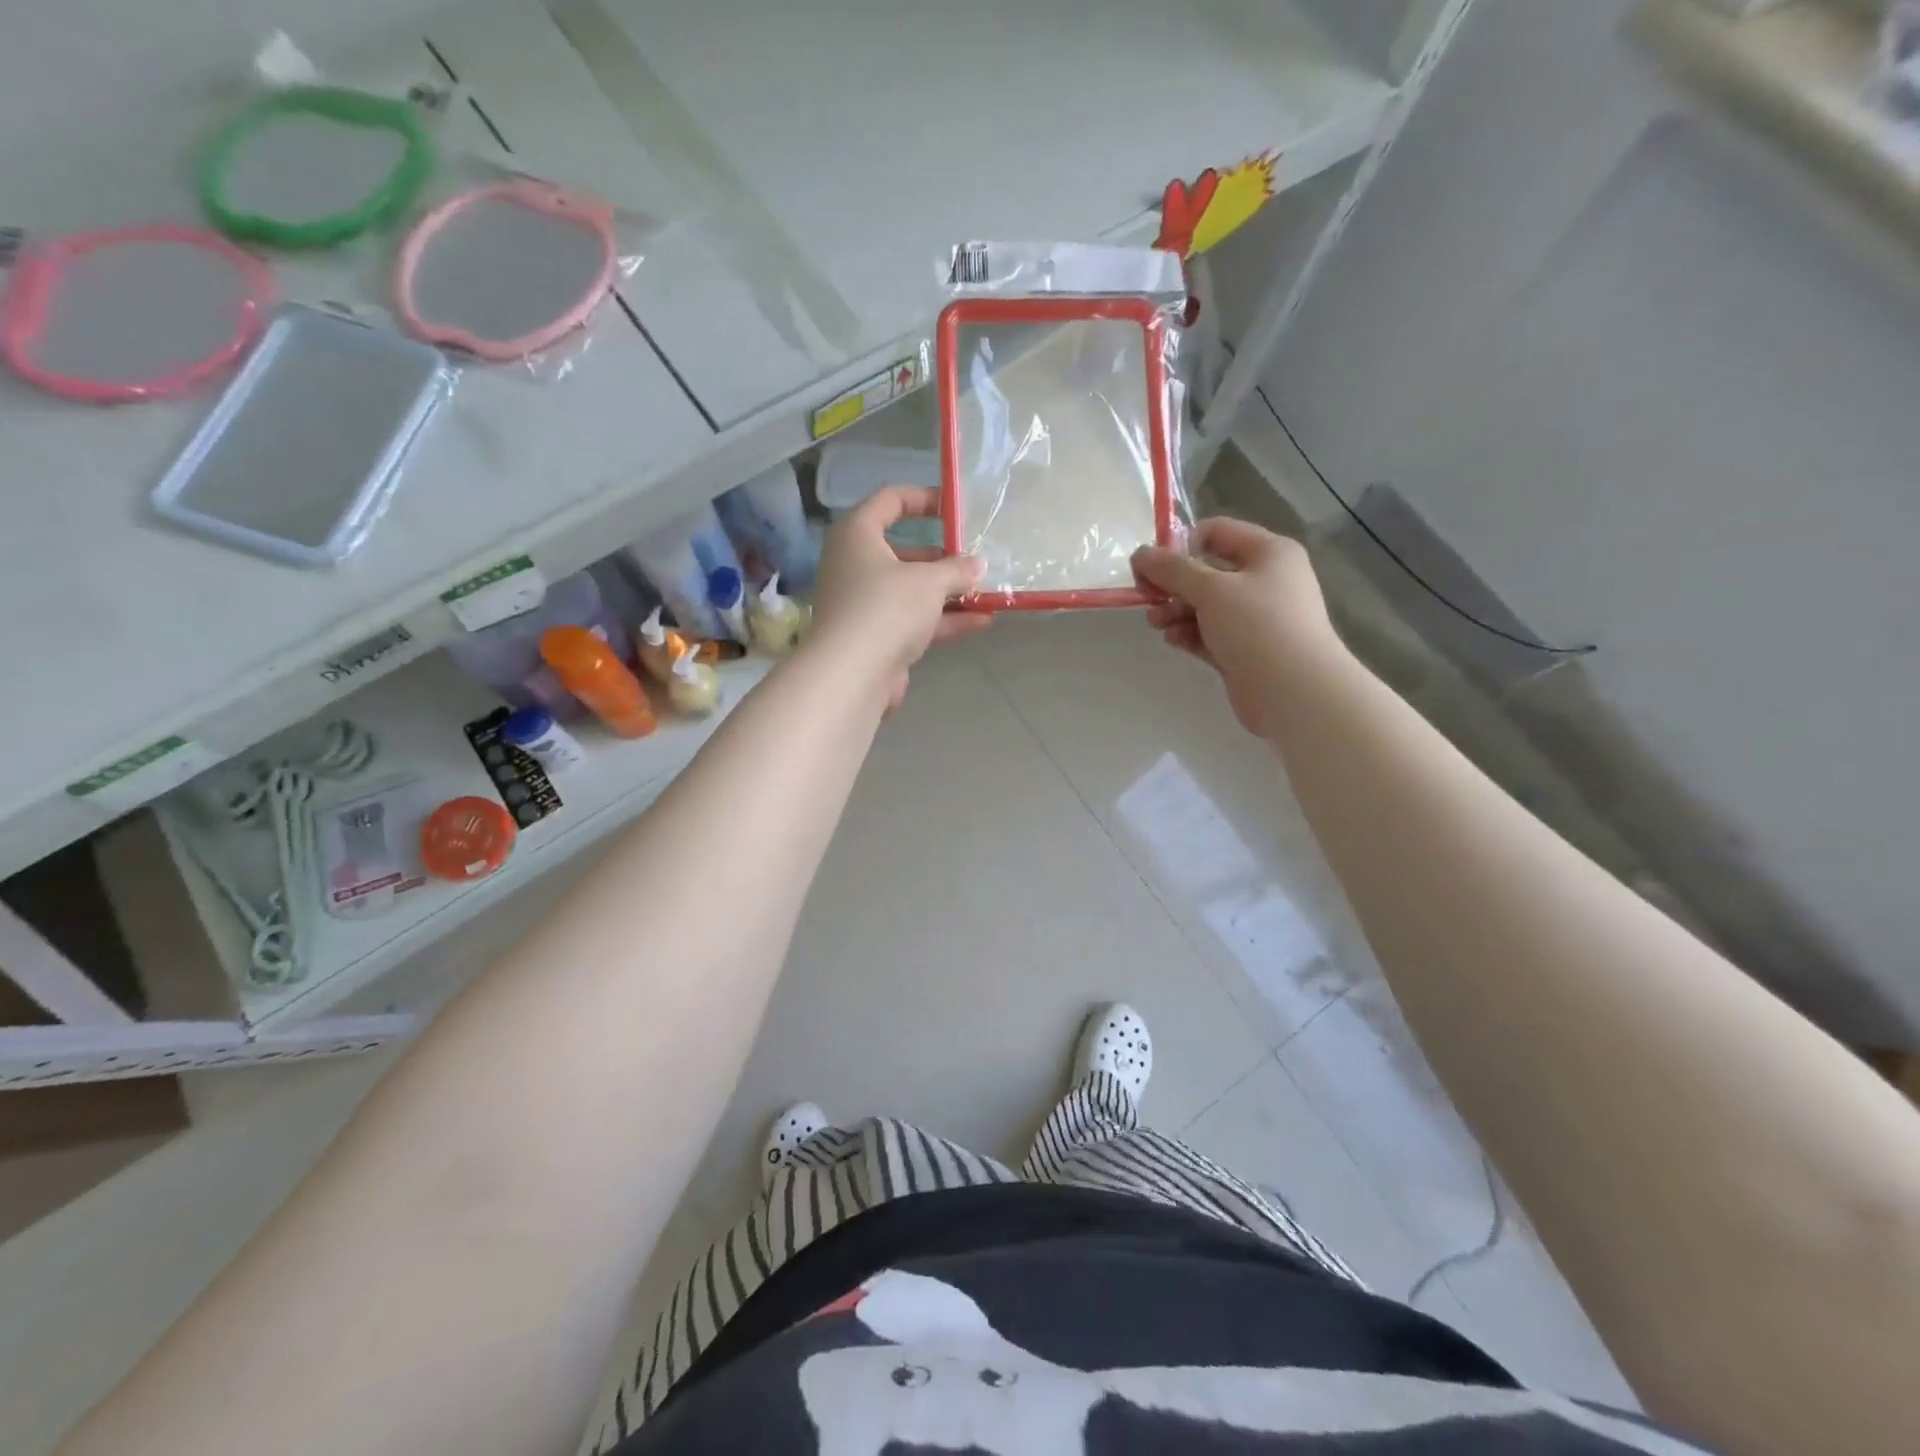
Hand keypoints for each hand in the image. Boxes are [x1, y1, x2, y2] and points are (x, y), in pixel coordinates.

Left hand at [808, 486, 988, 709]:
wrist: (852, 674)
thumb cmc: (887, 607)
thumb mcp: (930, 581)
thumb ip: (957, 569)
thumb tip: (977, 565)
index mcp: (858, 534)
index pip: (890, 500)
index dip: (924, 498)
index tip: (956, 508)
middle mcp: (855, 565)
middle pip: (903, 551)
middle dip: (943, 557)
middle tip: (975, 561)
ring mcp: (864, 604)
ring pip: (911, 590)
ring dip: (948, 592)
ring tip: (987, 593)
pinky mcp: (875, 637)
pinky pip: (913, 620)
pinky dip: (943, 619)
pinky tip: (981, 622)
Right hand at [1131, 518, 1340, 737]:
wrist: (1294, 691)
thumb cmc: (1257, 626)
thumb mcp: (1211, 589)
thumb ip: (1172, 569)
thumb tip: (1140, 554)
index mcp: (1268, 552)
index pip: (1216, 532)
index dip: (1181, 545)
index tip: (1154, 567)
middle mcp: (1264, 580)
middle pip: (1207, 571)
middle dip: (1173, 584)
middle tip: (1147, 598)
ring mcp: (1255, 618)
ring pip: (1205, 605)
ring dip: (1175, 611)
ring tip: (1156, 624)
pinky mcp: (1244, 649)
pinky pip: (1209, 633)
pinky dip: (1189, 634)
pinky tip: (1173, 640)